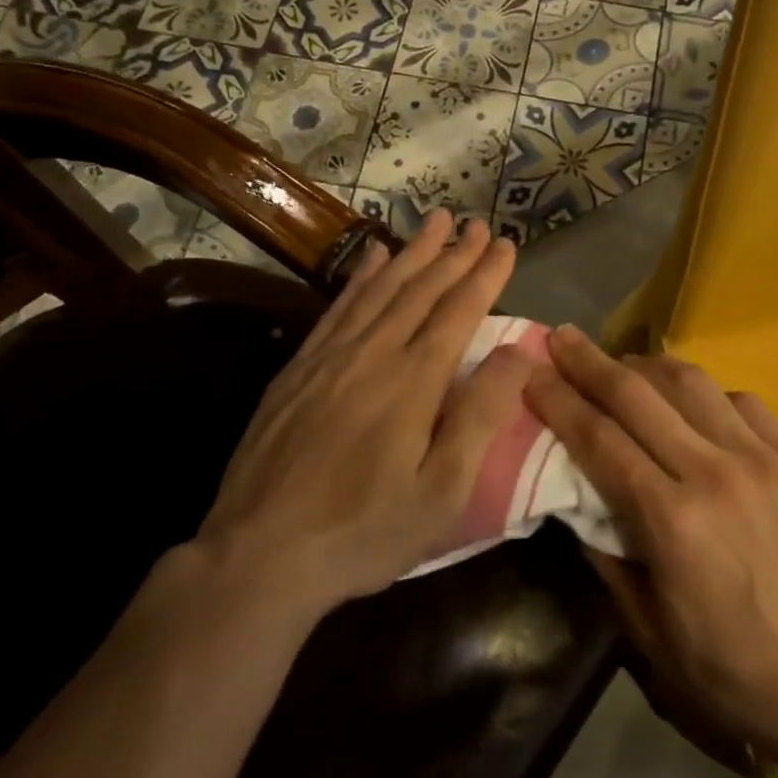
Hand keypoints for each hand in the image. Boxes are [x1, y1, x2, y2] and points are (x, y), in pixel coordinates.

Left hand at [197, 211, 532, 620]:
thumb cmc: (364, 531)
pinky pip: (338, 307)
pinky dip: (361, 277)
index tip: (506, 244)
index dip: (485, 274)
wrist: (258, 555)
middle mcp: (373, 353)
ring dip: (412, 252)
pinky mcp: (298, 369)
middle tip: (477, 222)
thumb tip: (519, 351)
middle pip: (420, 289)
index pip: (459, 311)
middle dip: (454, 253)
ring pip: (380, 288)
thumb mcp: (441, 490)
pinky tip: (373, 258)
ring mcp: (330, 356)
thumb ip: (481, 415)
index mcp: (413, 380)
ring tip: (434, 221)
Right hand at [526, 326, 777, 759]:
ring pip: (692, 383)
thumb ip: (606, 555)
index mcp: (672, 521)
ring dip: (647, 364)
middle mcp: (715, 474)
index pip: (600, 439)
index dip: (560, 400)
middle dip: (591, 362)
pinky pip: (743, 401)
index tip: (532, 371)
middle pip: (638, 395)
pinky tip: (692, 402)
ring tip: (621, 361)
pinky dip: (706, 393)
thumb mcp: (648, 629)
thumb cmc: (731, 669)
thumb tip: (575, 500)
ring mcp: (762, 459)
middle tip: (562, 337)